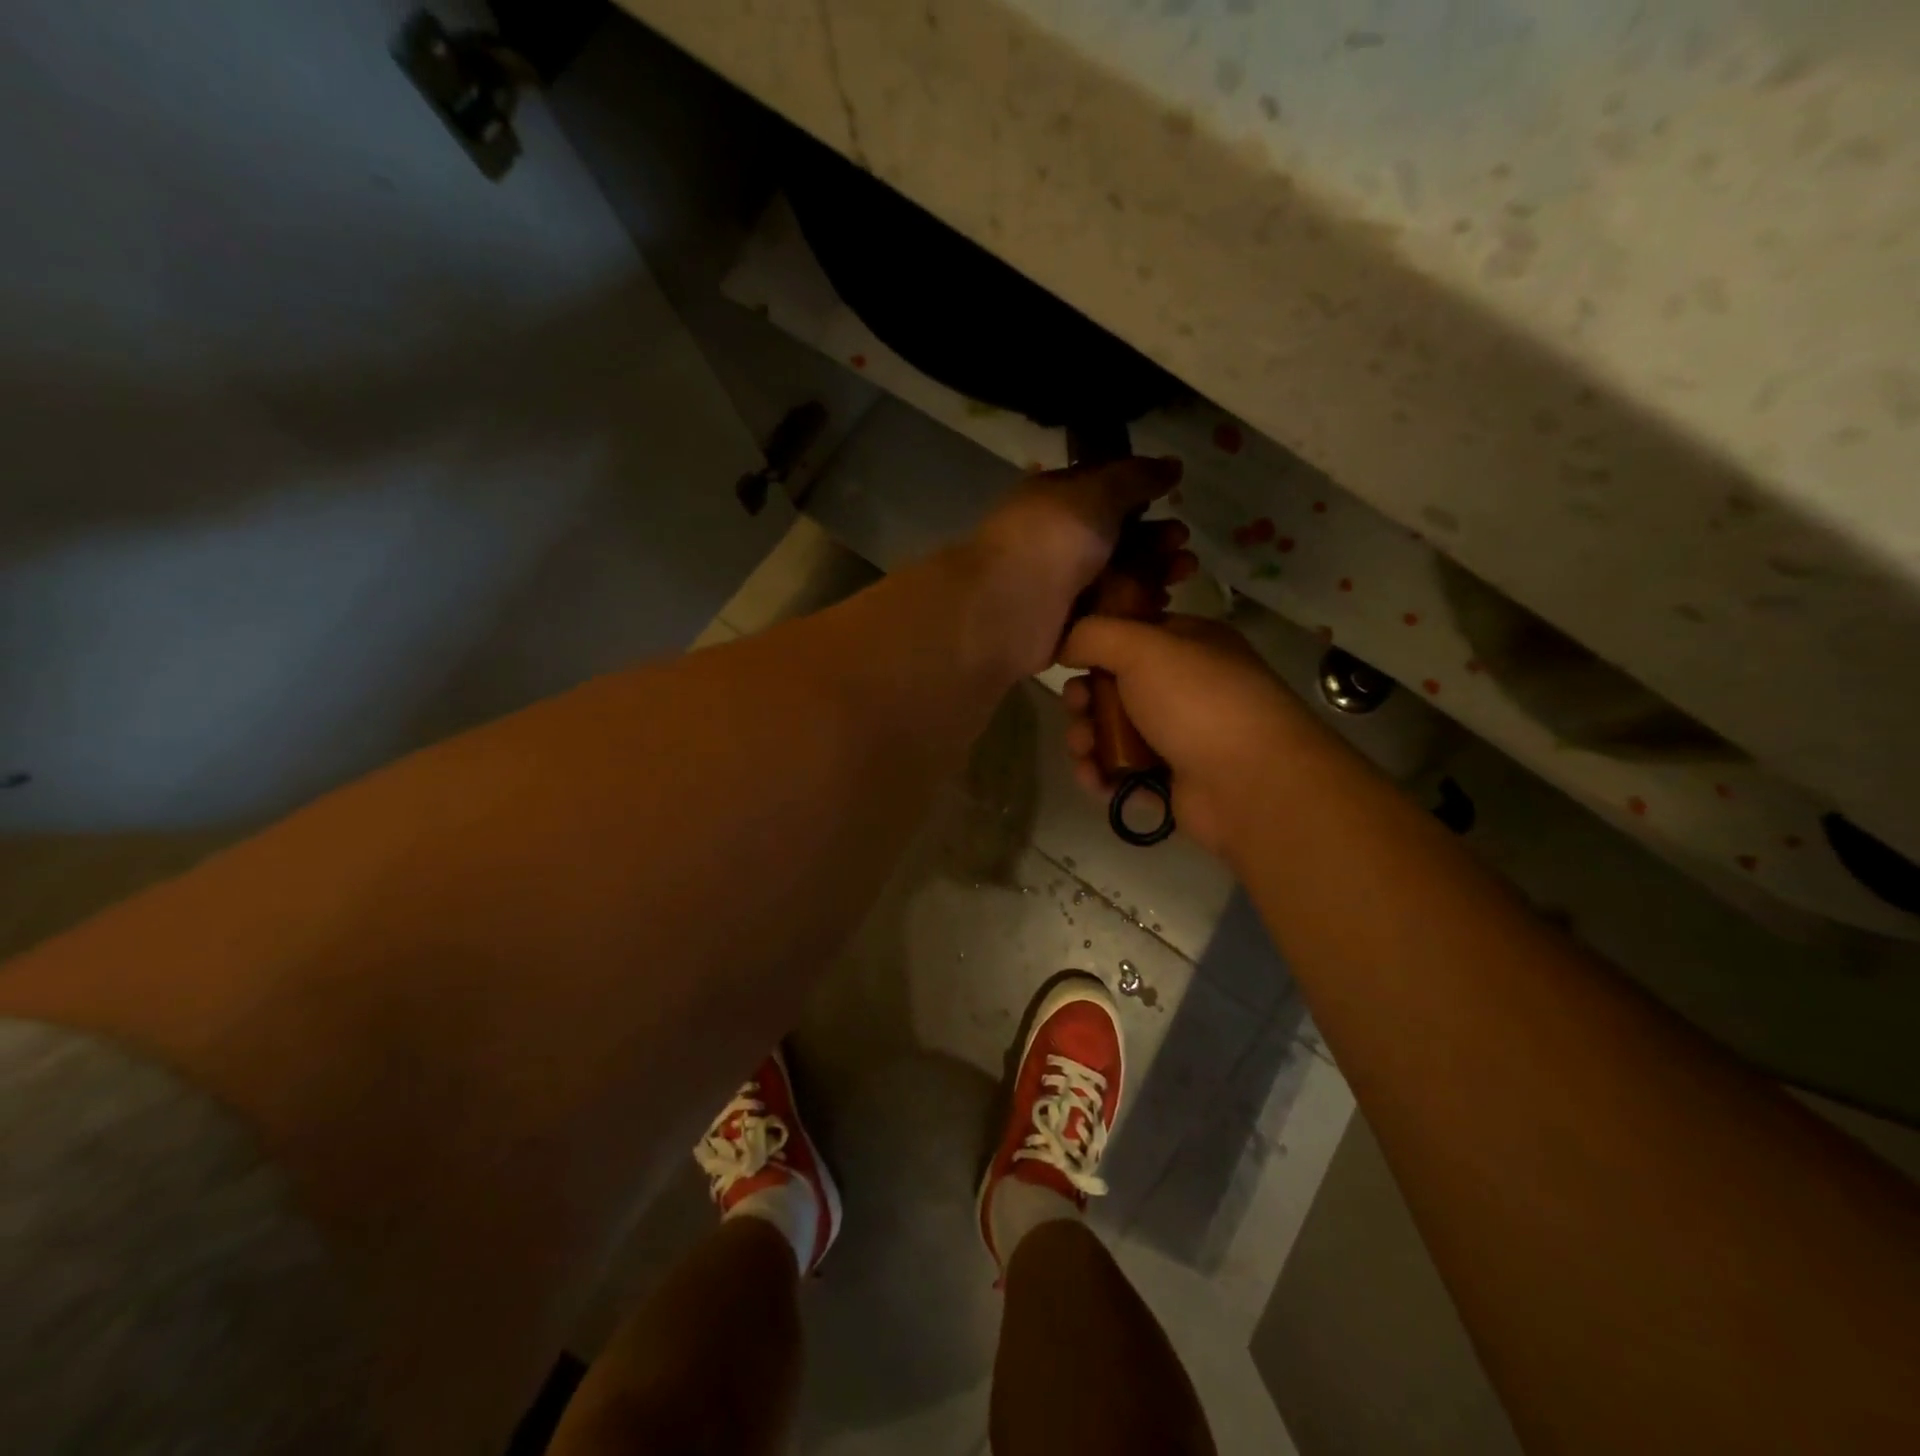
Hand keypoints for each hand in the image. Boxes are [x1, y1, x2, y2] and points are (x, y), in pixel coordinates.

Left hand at [969, 458, 1195, 675]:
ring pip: (1113, 576)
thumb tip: (1171, 464)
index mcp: (1052, 500)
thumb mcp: (1096, 494)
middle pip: (1113, 538)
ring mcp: (1057, 585)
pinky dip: (1132, 607)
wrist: (1008, 608)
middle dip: (1153, 538)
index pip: (1102, 492)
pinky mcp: (1063, 624)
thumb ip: (1135, 478)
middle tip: (1183, 543)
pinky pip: (1105, 612)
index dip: (1140, 494)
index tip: (1174, 498)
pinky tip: (1160, 604)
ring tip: (1183, 573)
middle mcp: (1054, 541)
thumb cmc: (1051, 540)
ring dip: (1150, 572)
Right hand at [1058, 615, 1319, 858]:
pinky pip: (1121, 772)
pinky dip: (1101, 774)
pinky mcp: (1168, 781)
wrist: (1248, 783)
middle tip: (1077, 708)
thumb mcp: (1142, 647)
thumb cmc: (1197, 701)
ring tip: (1084, 751)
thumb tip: (1063, 645)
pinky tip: (1094, 779)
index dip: (1096, 646)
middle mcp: (1184, 688)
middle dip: (1084, 699)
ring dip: (1086, 739)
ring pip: (1112, 732)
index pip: (1132, 635)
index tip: (1069, 659)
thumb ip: (1093, 634)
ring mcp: (1178, 736)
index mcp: (1189, 645)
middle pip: (1114, 687)